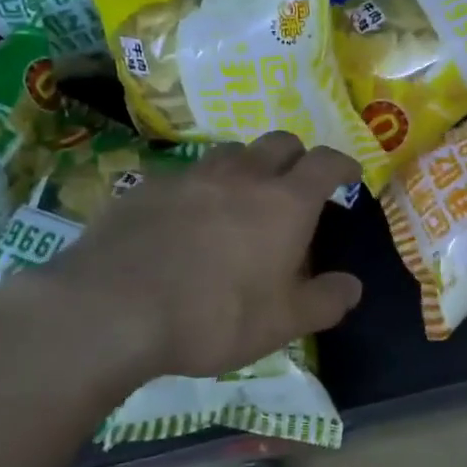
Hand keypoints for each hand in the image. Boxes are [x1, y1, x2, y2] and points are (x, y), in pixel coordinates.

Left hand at [43, 132, 363, 380]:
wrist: (113, 308)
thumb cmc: (214, 316)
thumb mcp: (281, 323)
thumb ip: (324, 301)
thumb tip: (352, 286)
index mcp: (285, 202)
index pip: (326, 162)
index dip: (343, 165)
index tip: (349, 176)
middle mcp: (242, 175)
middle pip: (280, 142)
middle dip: (297, 156)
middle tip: (297, 185)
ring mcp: (192, 175)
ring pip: (231, 153)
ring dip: (247, 167)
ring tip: (241, 198)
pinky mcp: (148, 186)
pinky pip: (185, 176)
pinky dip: (199, 189)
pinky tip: (184, 220)